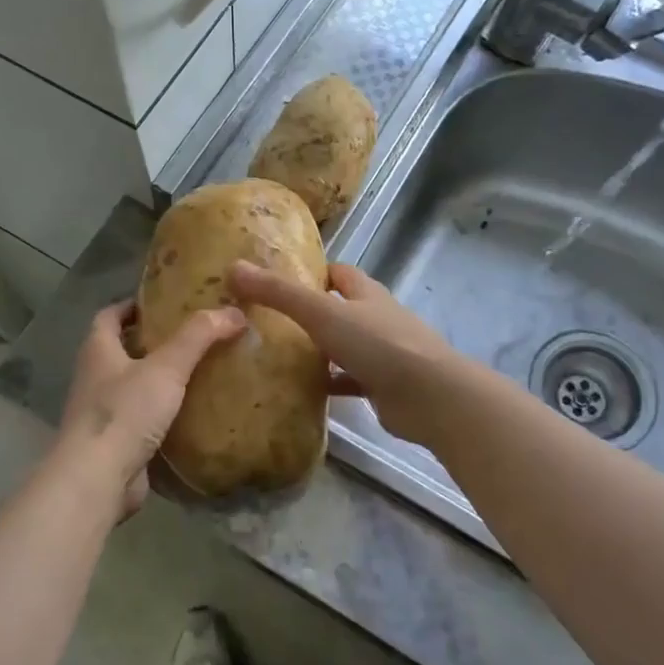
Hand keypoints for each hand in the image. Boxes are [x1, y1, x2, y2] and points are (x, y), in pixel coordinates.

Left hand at [54, 300, 245, 516]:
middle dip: (154, 342)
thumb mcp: (166, 367)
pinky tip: (193, 413)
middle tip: (195, 336)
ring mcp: (103, 413)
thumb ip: (199, 337)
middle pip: (122, 350)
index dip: (134, 305)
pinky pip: (142, 420)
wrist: (98, 479)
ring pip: (134, 386)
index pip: (110, 315)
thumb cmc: (125, 412)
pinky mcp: (116, 443)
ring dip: (160, 379)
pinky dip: (164, 414)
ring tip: (201, 372)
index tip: (165, 302)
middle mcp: (95, 378)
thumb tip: (234, 311)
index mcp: (98, 351)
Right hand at [228, 261, 458, 444]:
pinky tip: (302, 391)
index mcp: (366, 294)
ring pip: (344, 346)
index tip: (279, 280)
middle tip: (268, 321)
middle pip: (341, 309)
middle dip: (311, 313)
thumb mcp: (322, 313)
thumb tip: (235, 268)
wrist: (428, 396)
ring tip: (277, 356)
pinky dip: (329, 384)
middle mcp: (376, 319)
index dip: (313, 272)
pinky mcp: (382, 386)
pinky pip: (348, 381)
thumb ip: (279, 293)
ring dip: (318, 350)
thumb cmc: (377, 344)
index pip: (339, 273)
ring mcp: (382, 354)